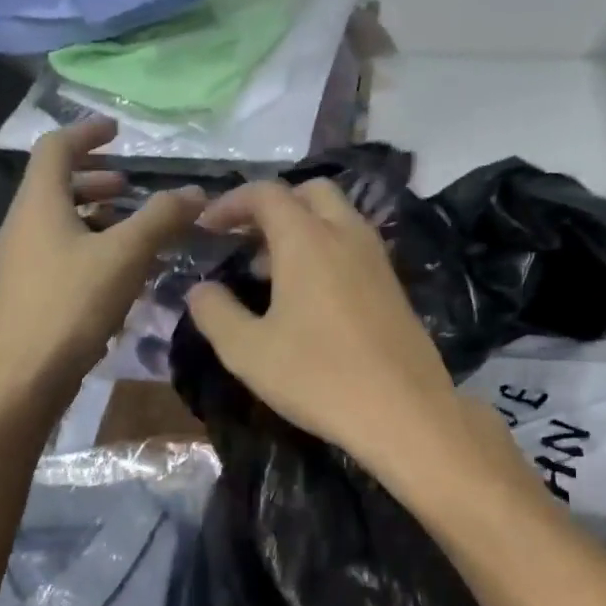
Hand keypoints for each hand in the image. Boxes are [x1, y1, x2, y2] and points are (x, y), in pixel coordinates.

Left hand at [0, 120, 204, 412]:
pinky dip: (92, 246)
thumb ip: (162, 218)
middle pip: (56, 185)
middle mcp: (23, 224)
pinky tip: (122, 272)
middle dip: (96, 179)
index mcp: (39, 203)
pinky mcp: (29, 291)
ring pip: (60, 221)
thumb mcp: (125, 255)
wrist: (21, 378)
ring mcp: (22, 260)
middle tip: (131, 185)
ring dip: (97, 215)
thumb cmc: (70, 305)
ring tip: (134, 227)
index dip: (87, 133)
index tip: (118, 131)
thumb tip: (197, 192)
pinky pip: (62, 252)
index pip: (56, 147)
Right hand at [185, 179, 462, 474]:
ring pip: (337, 218)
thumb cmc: (318, 377)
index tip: (206, 227)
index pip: (266, 194)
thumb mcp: (248, 351)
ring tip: (269, 274)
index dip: (230, 203)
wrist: (405, 412)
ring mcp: (377, 258)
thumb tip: (200, 289)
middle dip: (273, 207)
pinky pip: (354, 247)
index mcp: (308, 239)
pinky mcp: (394, 285)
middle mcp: (347, 235)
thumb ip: (215, 312)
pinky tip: (310, 299)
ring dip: (301, 229)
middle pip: (309, 193)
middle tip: (245, 241)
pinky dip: (326, 251)